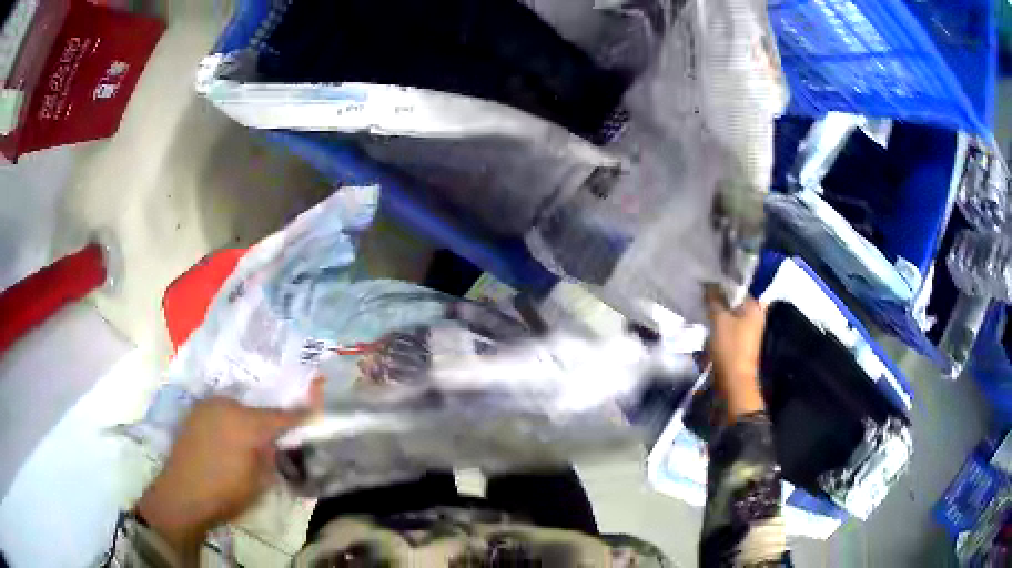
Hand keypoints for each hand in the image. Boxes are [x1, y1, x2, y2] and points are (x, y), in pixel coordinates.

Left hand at [137, 381, 320, 557]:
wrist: (182, 494)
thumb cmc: (226, 492)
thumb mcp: (259, 481)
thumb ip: (270, 456)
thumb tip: (273, 443)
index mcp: (247, 423)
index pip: (281, 416)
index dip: (300, 414)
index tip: (316, 409)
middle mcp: (227, 406)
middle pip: (257, 410)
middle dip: (268, 422)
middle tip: (274, 438)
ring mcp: (207, 407)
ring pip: (236, 409)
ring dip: (246, 420)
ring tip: (247, 441)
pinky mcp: (194, 413)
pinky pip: (219, 412)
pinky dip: (228, 421)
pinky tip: (226, 439)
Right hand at [704, 286, 766, 420]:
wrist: (734, 382)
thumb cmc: (730, 348)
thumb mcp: (719, 320)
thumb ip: (714, 299)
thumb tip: (709, 282)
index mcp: (755, 307)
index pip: (740, 284)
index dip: (724, 279)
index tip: (708, 275)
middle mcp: (755, 315)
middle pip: (736, 298)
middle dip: (720, 293)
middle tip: (703, 286)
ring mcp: (748, 329)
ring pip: (731, 311)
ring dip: (718, 307)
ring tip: (702, 300)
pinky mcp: (739, 340)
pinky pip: (729, 323)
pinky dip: (719, 319)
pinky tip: (706, 317)